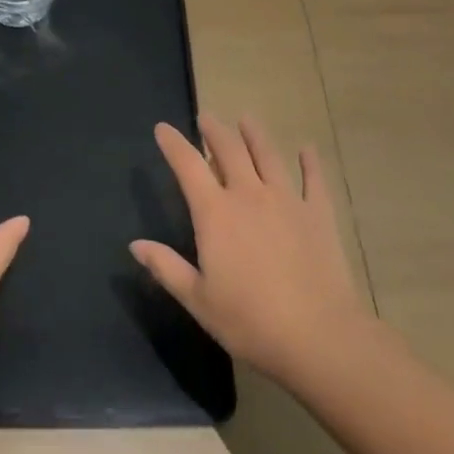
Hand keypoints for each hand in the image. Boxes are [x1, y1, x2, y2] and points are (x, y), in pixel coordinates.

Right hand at [131, 114, 373, 387]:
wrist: (318, 336)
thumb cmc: (249, 321)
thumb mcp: (198, 299)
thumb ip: (166, 267)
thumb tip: (135, 244)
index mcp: (215, 213)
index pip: (188, 166)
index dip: (173, 144)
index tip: (162, 128)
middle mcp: (248, 194)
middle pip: (229, 149)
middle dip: (214, 130)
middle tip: (206, 117)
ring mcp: (286, 200)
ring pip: (268, 155)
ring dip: (255, 134)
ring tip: (246, 119)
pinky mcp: (318, 214)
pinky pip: (314, 179)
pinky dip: (310, 162)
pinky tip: (307, 149)